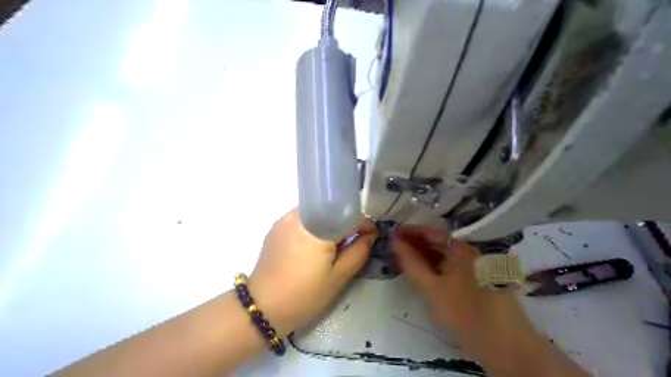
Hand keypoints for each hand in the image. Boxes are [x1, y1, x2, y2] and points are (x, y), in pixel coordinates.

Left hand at [247, 208, 376, 336]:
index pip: (348, 215)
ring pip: (317, 212)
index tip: (371, 236)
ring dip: (329, 223)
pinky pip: (302, 218)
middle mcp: (299, 216)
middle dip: (346, 222)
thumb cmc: (305, 295)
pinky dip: (314, 226)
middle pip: (331, 210)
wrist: (262, 308)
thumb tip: (369, 235)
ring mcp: (285, 220)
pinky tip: (314, 245)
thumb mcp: (338, 277)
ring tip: (333, 245)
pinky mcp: (276, 227)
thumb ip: (359, 252)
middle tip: (352, 242)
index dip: (364, 224)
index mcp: (317, 228)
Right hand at [394, 223, 488, 331]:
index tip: (392, 233)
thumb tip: (395, 243)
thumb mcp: (433, 288)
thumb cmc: (466, 311)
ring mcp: (469, 271)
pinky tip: (418, 274)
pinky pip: (445, 271)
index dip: (411, 232)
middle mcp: (466, 256)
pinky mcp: (468, 285)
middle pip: (436, 244)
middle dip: (414, 244)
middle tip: (393, 247)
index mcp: (461, 250)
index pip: (432, 233)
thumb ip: (412, 264)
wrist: (502, 346)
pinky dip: (430, 270)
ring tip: (401, 259)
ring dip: (421, 257)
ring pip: (440, 258)